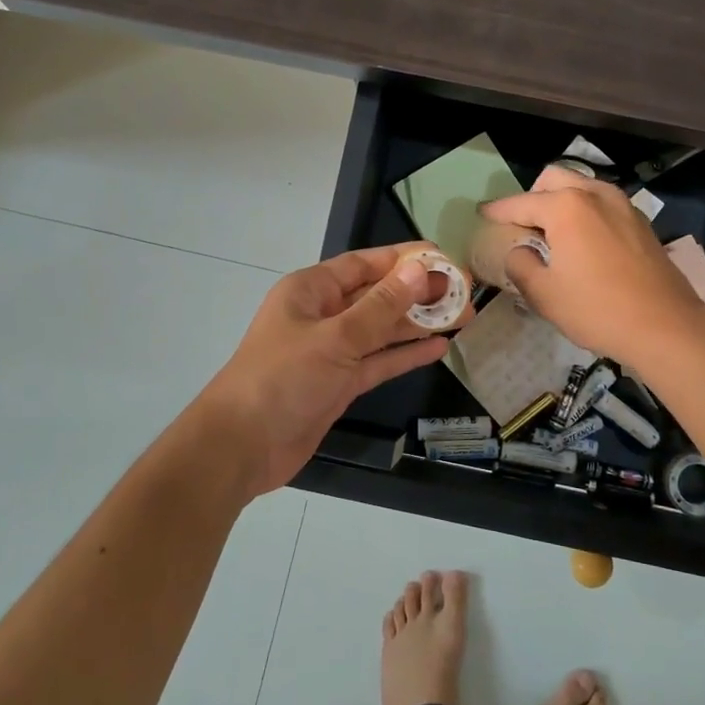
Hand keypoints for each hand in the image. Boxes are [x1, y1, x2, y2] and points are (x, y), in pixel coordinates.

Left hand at [196, 245, 451, 497]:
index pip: (364, 264)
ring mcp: (332, 350)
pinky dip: (404, 354)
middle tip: (463, 291)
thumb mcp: (335, 338)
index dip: (403, 259)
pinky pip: (378, 361)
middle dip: (417, 293)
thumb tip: (419, 270)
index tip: (443, 258)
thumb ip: (380, 307)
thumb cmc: (282, 378)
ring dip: (417, 324)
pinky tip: (438, 349)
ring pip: (381, 329)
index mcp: (311, 290)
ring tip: (462, 317)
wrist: (241, 446)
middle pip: (377, 296)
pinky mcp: (339, 382)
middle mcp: (323, 314)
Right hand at [480, 167, 704, 367]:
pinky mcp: (641, 222)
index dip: (497, 210)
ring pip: (582, 187)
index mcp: (566, 206)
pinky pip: (603, 204)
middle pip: (553, 180)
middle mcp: (595, 194)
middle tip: (522, 227)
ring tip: (553, 234)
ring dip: (561, 201)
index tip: (482, 214)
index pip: (521, 203)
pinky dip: (586, 212)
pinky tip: (583, 242)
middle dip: (532, 197)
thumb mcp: (544, 294)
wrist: (666, 327)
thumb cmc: (598, 310)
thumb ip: (520, 265)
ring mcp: (623, 205)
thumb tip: (519, 252)